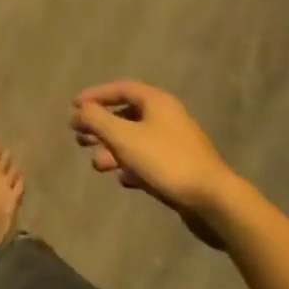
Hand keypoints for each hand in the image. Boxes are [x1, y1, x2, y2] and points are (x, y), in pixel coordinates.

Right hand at [70, 80, 236, 245]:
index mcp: (157, 102)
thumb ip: (96, 119)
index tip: (74, 107)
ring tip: (97, 165)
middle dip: (100, 127)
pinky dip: (131, 166)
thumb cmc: (165, 160)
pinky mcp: (180, 168)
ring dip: (112, 150)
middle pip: (126, 115)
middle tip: (79, 138)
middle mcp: (167, 117)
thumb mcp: (123, 136)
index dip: (95, 95)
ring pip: (135, 140)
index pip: (120, 88)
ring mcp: (175, 144)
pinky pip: (148, 161)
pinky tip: (123, 179)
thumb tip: (78, 111)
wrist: (214, 201)